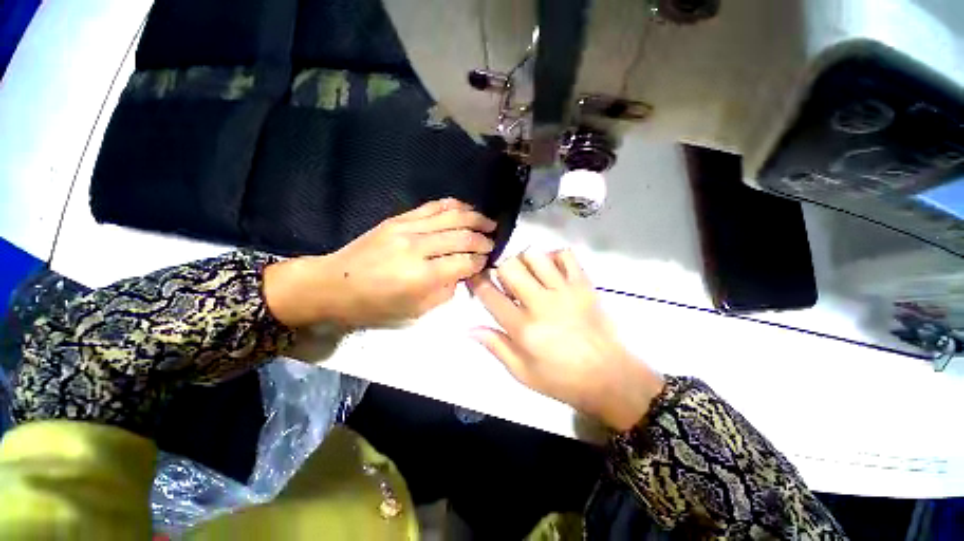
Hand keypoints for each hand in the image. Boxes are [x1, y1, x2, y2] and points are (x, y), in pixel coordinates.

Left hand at [265, 198, 495, 327]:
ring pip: (451, 216)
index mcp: (423, 276)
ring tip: (489, 221)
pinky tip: (466, 208)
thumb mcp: (415, 312)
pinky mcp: (398, 219)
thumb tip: (463, 273)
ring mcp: (407, 228)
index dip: (481, 261)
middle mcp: (418, 248)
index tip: (488, 261)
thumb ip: (445, 292)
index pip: (465, 262)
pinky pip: (432, 207)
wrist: (332, 284)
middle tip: (494, 241)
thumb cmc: (374, 306)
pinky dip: (453, 205)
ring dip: (475, 218)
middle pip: (462, 237)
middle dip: (483, 239)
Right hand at [468, 250, 664, 431]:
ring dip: (525, 262)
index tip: (475, 278)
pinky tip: (551, 271)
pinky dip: (553, 256)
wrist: (609, 377)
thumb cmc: (561, 379)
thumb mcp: (522, 373)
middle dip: (501, 270)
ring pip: (534, 255)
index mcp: (523, 328)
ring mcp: (564, 291)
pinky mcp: (583, 284)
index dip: (477, 282)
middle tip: (506, 282)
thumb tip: (469, 329)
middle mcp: (540, 303)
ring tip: (529, 275)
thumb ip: (495, 346)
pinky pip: (565, 255)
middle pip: (510, 267)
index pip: (490, 295)